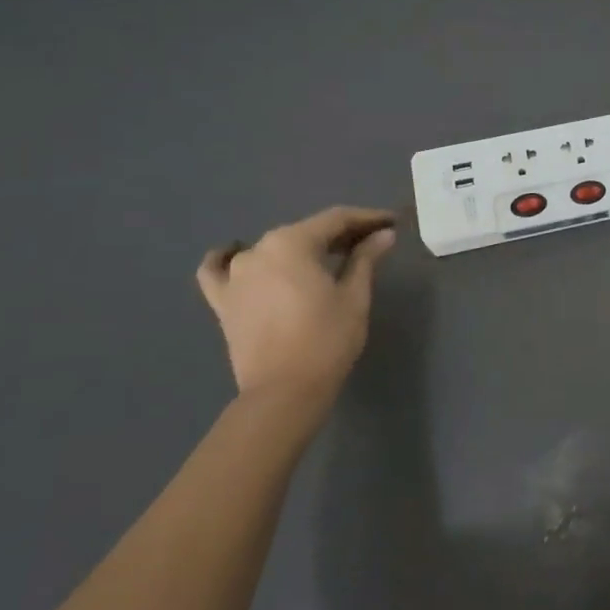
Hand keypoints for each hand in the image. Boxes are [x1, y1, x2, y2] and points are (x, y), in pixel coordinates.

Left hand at [196, 206, 396, 411]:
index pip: (336, 220)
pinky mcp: (223, 301)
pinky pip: (217, 270)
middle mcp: (258, 249)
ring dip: (301, 248)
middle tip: (370, 242)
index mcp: (292, 243)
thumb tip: (383, 235)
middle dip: (340, 234)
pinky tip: (233, 252)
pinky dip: (226, 258)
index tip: (391, 223)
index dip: (367, 218)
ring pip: (272, 248)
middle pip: (306, 231)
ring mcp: (235, 275)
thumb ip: (365, 259)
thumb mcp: (354, 296)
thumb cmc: (327, 339)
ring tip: (326, 257)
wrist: (284, 391)